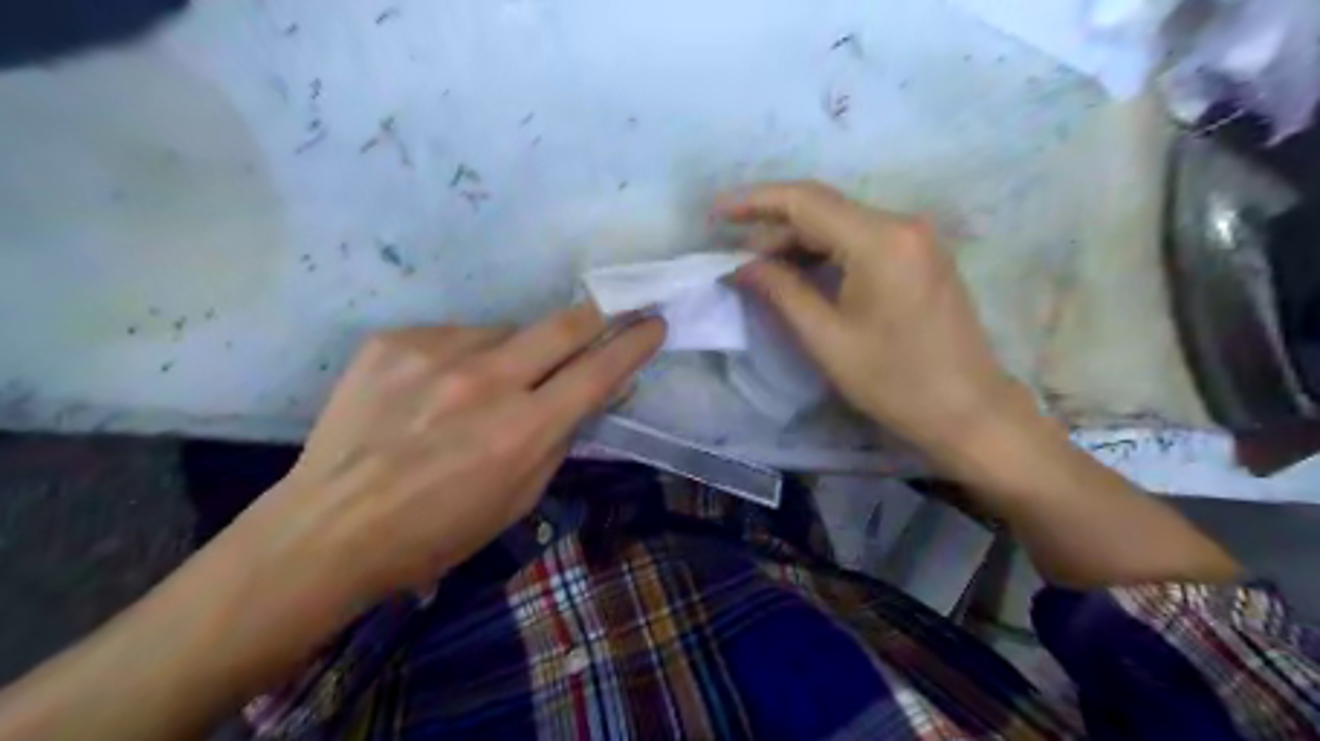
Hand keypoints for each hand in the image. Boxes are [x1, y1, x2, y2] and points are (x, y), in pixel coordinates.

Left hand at [230, 303, 670, 608]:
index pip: (598, 370)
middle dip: (595, 317)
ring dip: (514, 351)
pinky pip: (454, 336)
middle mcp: (485, 381)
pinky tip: (437, 388)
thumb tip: (597, 392)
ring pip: (505, 332)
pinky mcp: (394, 341)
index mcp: (522, 430)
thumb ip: (562, 437)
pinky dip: (462, 356)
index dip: (633, 343)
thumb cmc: (438, 532)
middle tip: (606, 317)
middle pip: (563, 324)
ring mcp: (435, 353)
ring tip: (486, 386)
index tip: (652, 323)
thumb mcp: (519, 498)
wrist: (329, 529)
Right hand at [722, 182, 1019, 453]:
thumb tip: (740, 266)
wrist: (967, 410)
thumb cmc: (894, 381)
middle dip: (773, 227)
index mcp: (880, 240)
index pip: (805, 201)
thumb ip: (781, 291)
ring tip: (759, 268)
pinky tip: (800, 272)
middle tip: (734, 255)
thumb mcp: (827, 339)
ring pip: (841, 223)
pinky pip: (861, 239)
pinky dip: (825, 251)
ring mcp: (915, 238)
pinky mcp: (920, 255)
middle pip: (824, 209)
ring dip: (797, 241)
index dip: (754, 201)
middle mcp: (902, 224)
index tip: (715, 212)